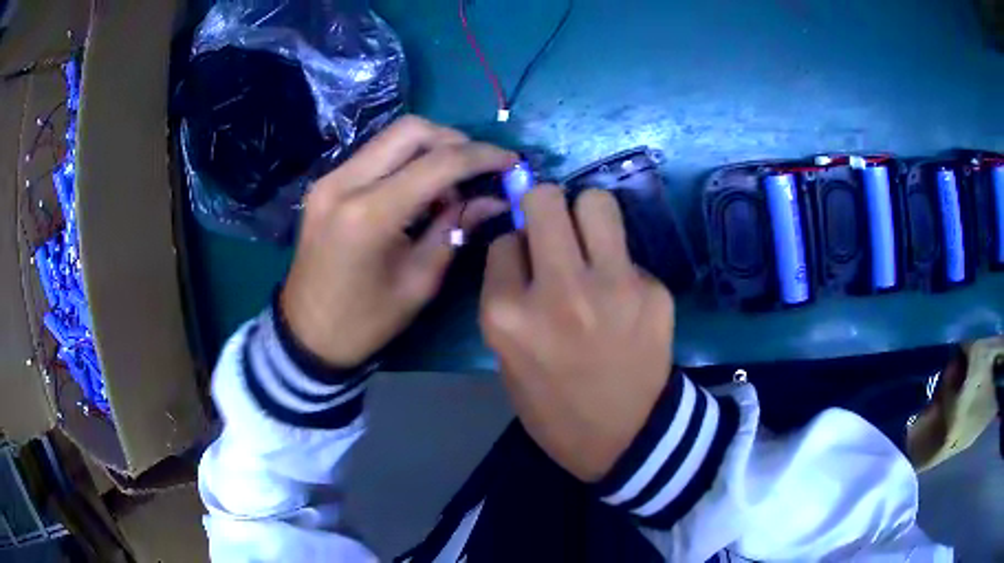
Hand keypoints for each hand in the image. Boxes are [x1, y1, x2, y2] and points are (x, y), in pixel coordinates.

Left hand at [282, 116, 516, 366]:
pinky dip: (405, 160)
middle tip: (479, 167)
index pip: (437, 163)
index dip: (482, 157)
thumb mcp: (419, 281)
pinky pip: (375, 154)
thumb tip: (493, 199)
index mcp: (369, 214)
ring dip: (430, 148)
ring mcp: (330, 179)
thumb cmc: (365, 321)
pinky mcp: (325, 184)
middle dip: (455, 141)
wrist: (306, 333)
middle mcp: (345, 182)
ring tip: (451, 183)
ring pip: (391, 137)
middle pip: (411, 131)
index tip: (511, 162)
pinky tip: (419, 188)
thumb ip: (455, 229)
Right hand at [479, 186, 674, 481]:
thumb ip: (508, 297)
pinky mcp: (655, 291)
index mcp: (509, 316)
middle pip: (546, 200)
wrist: (627, 439)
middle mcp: (559, 291)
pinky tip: (625, 302)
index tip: (525, 262)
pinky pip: (629, 253)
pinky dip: (621, 268)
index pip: (503, 240)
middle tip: (554, 227)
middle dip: (543, 206)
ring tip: (591, 245)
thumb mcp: (508, 359)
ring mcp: (614, 287)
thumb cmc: (555, 407)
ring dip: (587, 216)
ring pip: (597, 202)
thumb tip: (523, 245)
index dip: (514, 248)